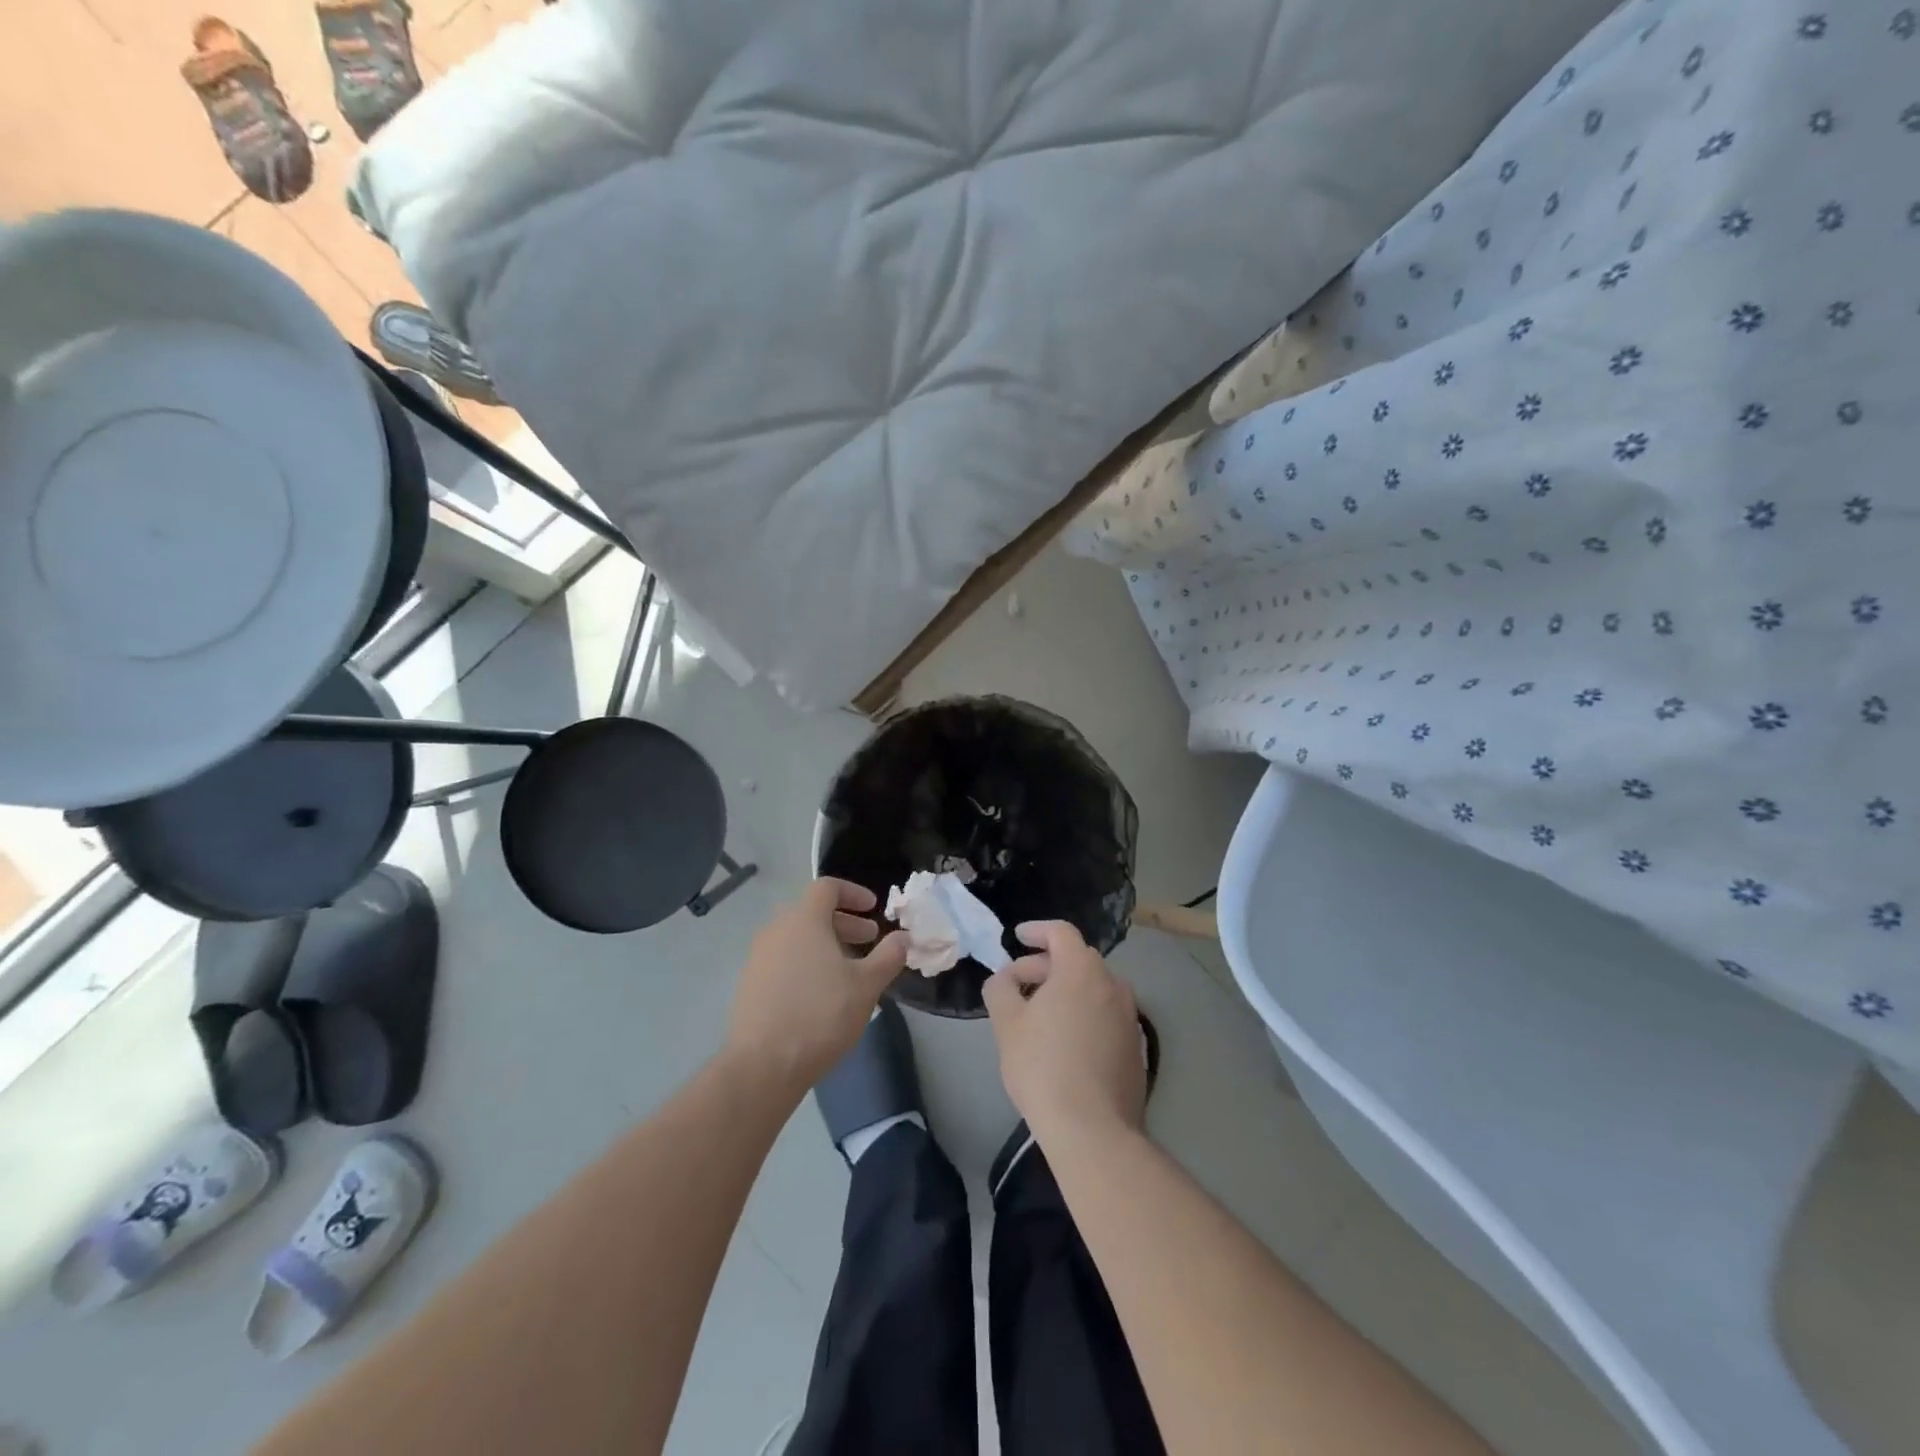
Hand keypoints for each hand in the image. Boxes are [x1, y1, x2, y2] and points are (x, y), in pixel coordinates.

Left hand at [726, 879, 908, 1095]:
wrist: (763, 1065)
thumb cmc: (821, 1014)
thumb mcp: (866, 985)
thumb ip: (888, 956)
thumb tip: (903, 938)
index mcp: (803, 919)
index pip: (827, 887)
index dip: (853, 893)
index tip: (874, 909)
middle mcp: (776, 930)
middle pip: (812, 912)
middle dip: (844, 922)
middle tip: (869, 940)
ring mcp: (758, 958)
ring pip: (797, 938)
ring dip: (825, 944)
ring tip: (849, 970)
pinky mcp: (749, 985)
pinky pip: (783, 960)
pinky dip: (806, 963)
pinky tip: (822, 994)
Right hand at [982, 920, 1145, 1140]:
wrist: (1093, 1129)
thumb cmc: (1043, 1067)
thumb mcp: (1007, 1024)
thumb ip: (1001, 989)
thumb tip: (1005, 978)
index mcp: (1082, 970)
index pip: (1061, 932)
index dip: (1037, 930)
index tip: (1017, 937)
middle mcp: (1112, 984)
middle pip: (1077, 959)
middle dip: (1045, 965)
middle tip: (1018, 984)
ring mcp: (1129, 1015)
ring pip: (1093, 988)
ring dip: (1065, 991)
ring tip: (1039, 1014)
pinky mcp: (1136, 1046)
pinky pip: (1105, 1014)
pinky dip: (1084, 1014)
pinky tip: (1065, 1042)